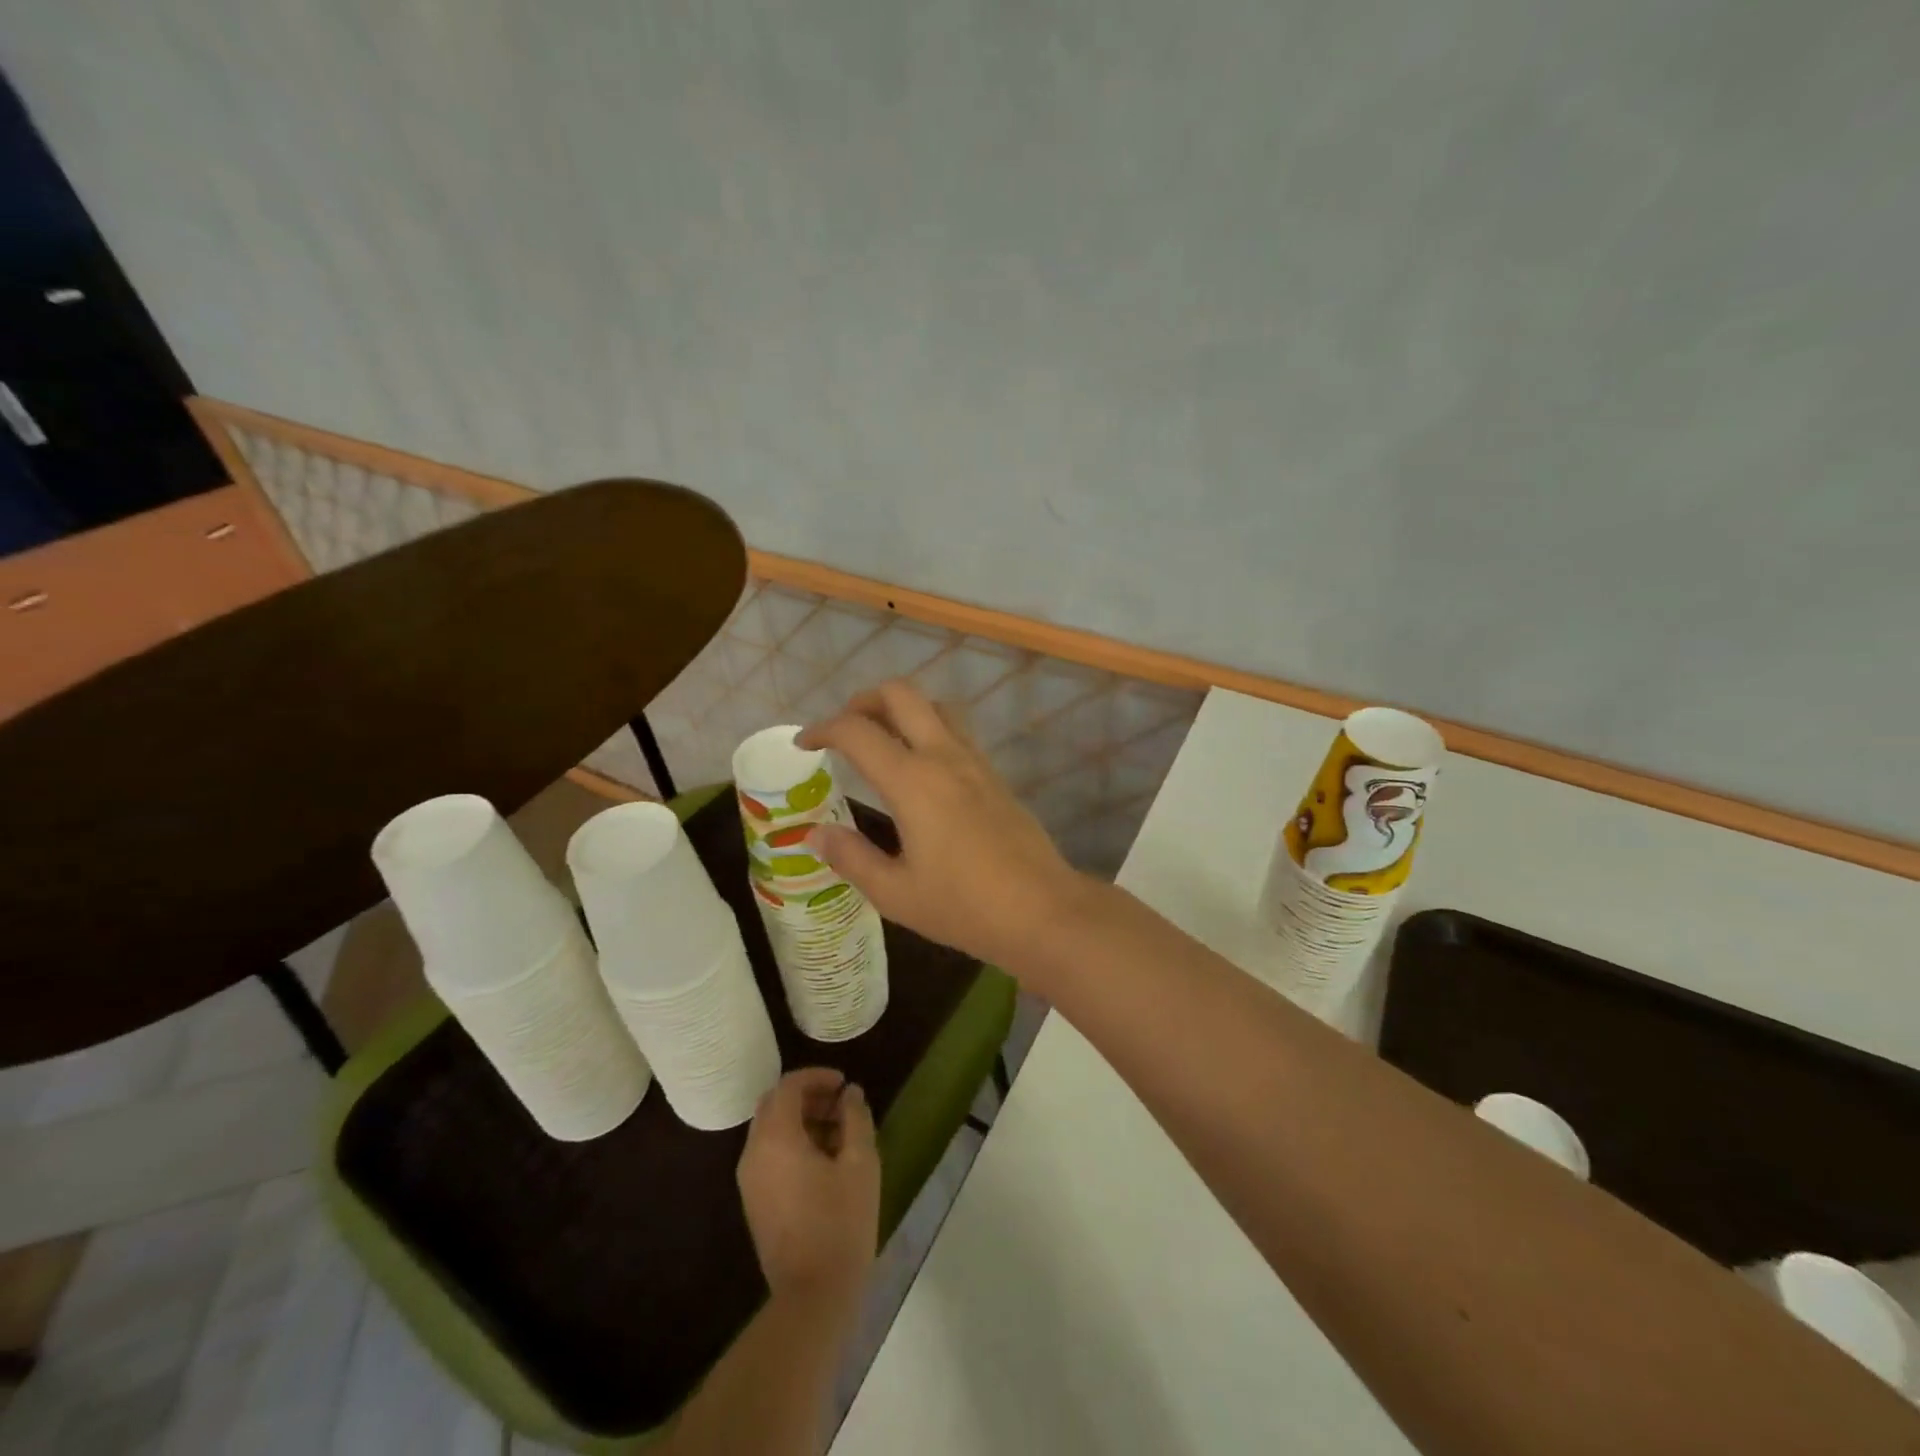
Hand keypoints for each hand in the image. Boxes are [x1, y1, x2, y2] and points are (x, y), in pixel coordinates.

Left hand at [737, 1068, 879, 1309]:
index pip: (788, 1086)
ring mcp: (750, 1180)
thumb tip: (850, 1094)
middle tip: (842, 1106)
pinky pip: (769, 1154)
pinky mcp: (754, 1202)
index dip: (817, 1077)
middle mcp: (754, 1153)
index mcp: (776, 1138)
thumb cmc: (841, 1223)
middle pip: (774, 1105)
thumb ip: (856, 1119)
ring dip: (801, 1120)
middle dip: (808, 1096)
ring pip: (770, 1130)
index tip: (844, 1085)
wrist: (812, 1297)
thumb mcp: (860, 1164)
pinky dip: (792, 1143)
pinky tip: (825, 1162)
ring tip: (840, 1134)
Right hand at [798, 680, 1087, 970]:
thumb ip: (851, 858)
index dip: (822, 729)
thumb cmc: (964, 906)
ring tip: (880, 742)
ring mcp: (976, 762)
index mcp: (913, 781)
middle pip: (901, 695)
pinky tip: (920, 770)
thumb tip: (815, 834)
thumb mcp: (896, 893)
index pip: (857, 731)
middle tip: (843, 731)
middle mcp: (945, 757)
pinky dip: (928, 730)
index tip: (804, 745)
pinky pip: (956, 732)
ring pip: (934, 707)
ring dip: (901, 711)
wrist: (1043, 911)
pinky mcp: (995, 776)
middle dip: (863, 701)